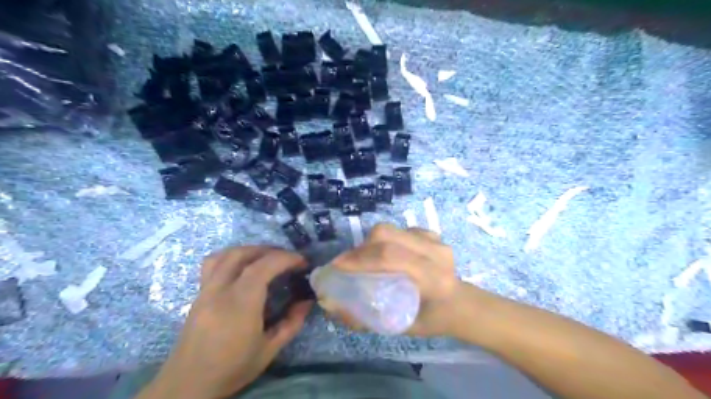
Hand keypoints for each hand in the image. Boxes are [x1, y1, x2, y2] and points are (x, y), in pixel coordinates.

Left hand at [141, 246, 311, 398]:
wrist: (187, 385)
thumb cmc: (232, 369)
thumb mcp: (269, 350)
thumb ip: (291, 323)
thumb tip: (307, 301)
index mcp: (240, 305)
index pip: (263, 267)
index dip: (285, 258)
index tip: (302, 262)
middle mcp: (220, 291)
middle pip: (243, 254)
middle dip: (269, 250)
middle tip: (287, 259)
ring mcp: (206, 290)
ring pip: (225, 254)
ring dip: (249, 250)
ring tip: (266, 258)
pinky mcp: (198, 294)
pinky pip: (213, 263)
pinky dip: (231, 256)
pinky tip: (242, 267)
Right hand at [324, 225, 467, 335]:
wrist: (462, 303)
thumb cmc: (433, 320)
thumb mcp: (402, 327)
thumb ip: (367, 318)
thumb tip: (333, 306)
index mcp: (432, 278)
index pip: (390, 257)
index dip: (359, 259)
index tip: (337, 267)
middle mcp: (435, 253)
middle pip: (387, 235)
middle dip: (360, 248)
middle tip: (346, 263)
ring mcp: (435, 240)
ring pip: (391, 229)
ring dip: (370, 243)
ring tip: (362, 259)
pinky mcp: (431, 233)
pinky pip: (399, 230)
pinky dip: (385, 240)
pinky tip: (384, 254)